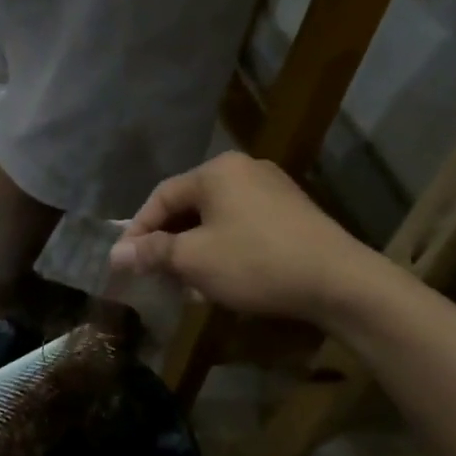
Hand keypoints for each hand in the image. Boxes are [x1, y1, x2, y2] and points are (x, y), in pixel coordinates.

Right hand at [109, 153, 377, 324]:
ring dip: (194, 251)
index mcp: (217, 171)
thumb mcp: (194, 260)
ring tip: (185, 285)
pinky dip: (222, 250)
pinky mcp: (291, 213)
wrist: (338, 281)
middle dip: (167, 243)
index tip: (124, 263)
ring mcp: (272, 190)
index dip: (138, 230)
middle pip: (189, 206)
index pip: (161, 196)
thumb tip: (116, 254)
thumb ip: (153, 252)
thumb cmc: (255, 263)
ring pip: (216, 219)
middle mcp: (244, 170)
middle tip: (153, 276)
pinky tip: (221, 280)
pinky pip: (242, 226)